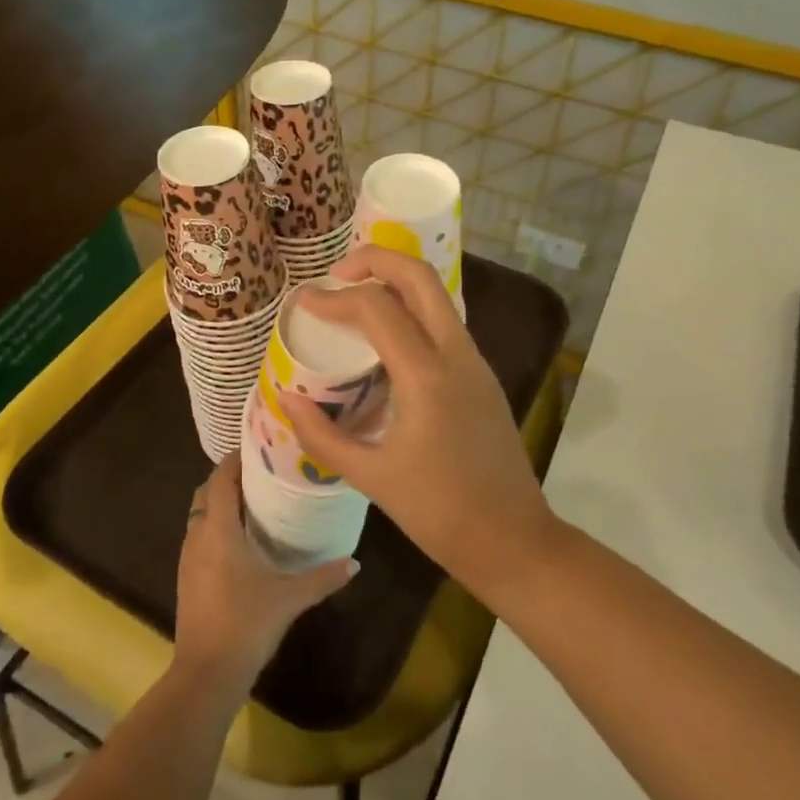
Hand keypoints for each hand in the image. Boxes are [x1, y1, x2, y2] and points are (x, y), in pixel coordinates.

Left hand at [172, 455, 357, 694]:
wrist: (206, 674)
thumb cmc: (246, 623)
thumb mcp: (290, 597)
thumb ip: (323, 577)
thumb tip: (355, 562)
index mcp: (219, 529)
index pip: (221, 478)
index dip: (236, 458)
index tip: (261, 445)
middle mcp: (198, 535)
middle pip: (208, 491)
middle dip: (229, 477)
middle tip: (263, 471)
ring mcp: (188, 557)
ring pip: (201, 514)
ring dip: (221, 501)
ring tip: (256, 499)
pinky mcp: (187, 577)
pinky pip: (199, 535)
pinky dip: (216, 524)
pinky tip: (241, 539)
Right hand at [279, 247, 564, 606]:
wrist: (513, 540)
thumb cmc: (439, 513)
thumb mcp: (370, 477)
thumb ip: (321, 434)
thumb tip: (286, 397)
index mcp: (426, 376)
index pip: (376, 308)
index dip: (334, 298)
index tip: (304, 303)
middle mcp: (456, 354)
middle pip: (419, 276)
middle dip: (375, 259)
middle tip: (337, 275)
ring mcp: (475, 361)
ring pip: (437, 294)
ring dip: (396, 280)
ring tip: (356, 296)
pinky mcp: (481, 375)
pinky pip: (444, 321)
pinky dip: (412, 309)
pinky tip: (385, 337)